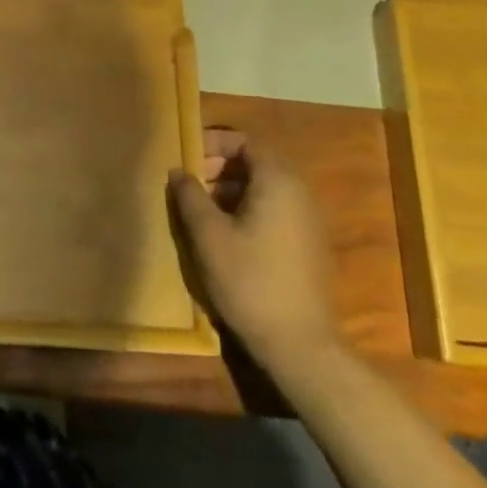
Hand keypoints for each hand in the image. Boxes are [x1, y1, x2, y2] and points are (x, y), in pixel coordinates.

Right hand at [168, 129, 343, 384]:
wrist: (300, 346)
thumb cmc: (250, 281)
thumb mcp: (208, 235)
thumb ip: (190, 196)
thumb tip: (178, 170)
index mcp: (278, 181)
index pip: (245, 141)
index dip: (213, 143)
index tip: (186, 155)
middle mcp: (299, 192)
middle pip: (256, 162)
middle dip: (219, 167)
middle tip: (189, 183)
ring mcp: (308, 220)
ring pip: (264, 188)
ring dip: (231, 190)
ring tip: (200, 210)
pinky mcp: (307, 245)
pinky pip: (275, 209)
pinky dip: (248, 209)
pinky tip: (225, 236)